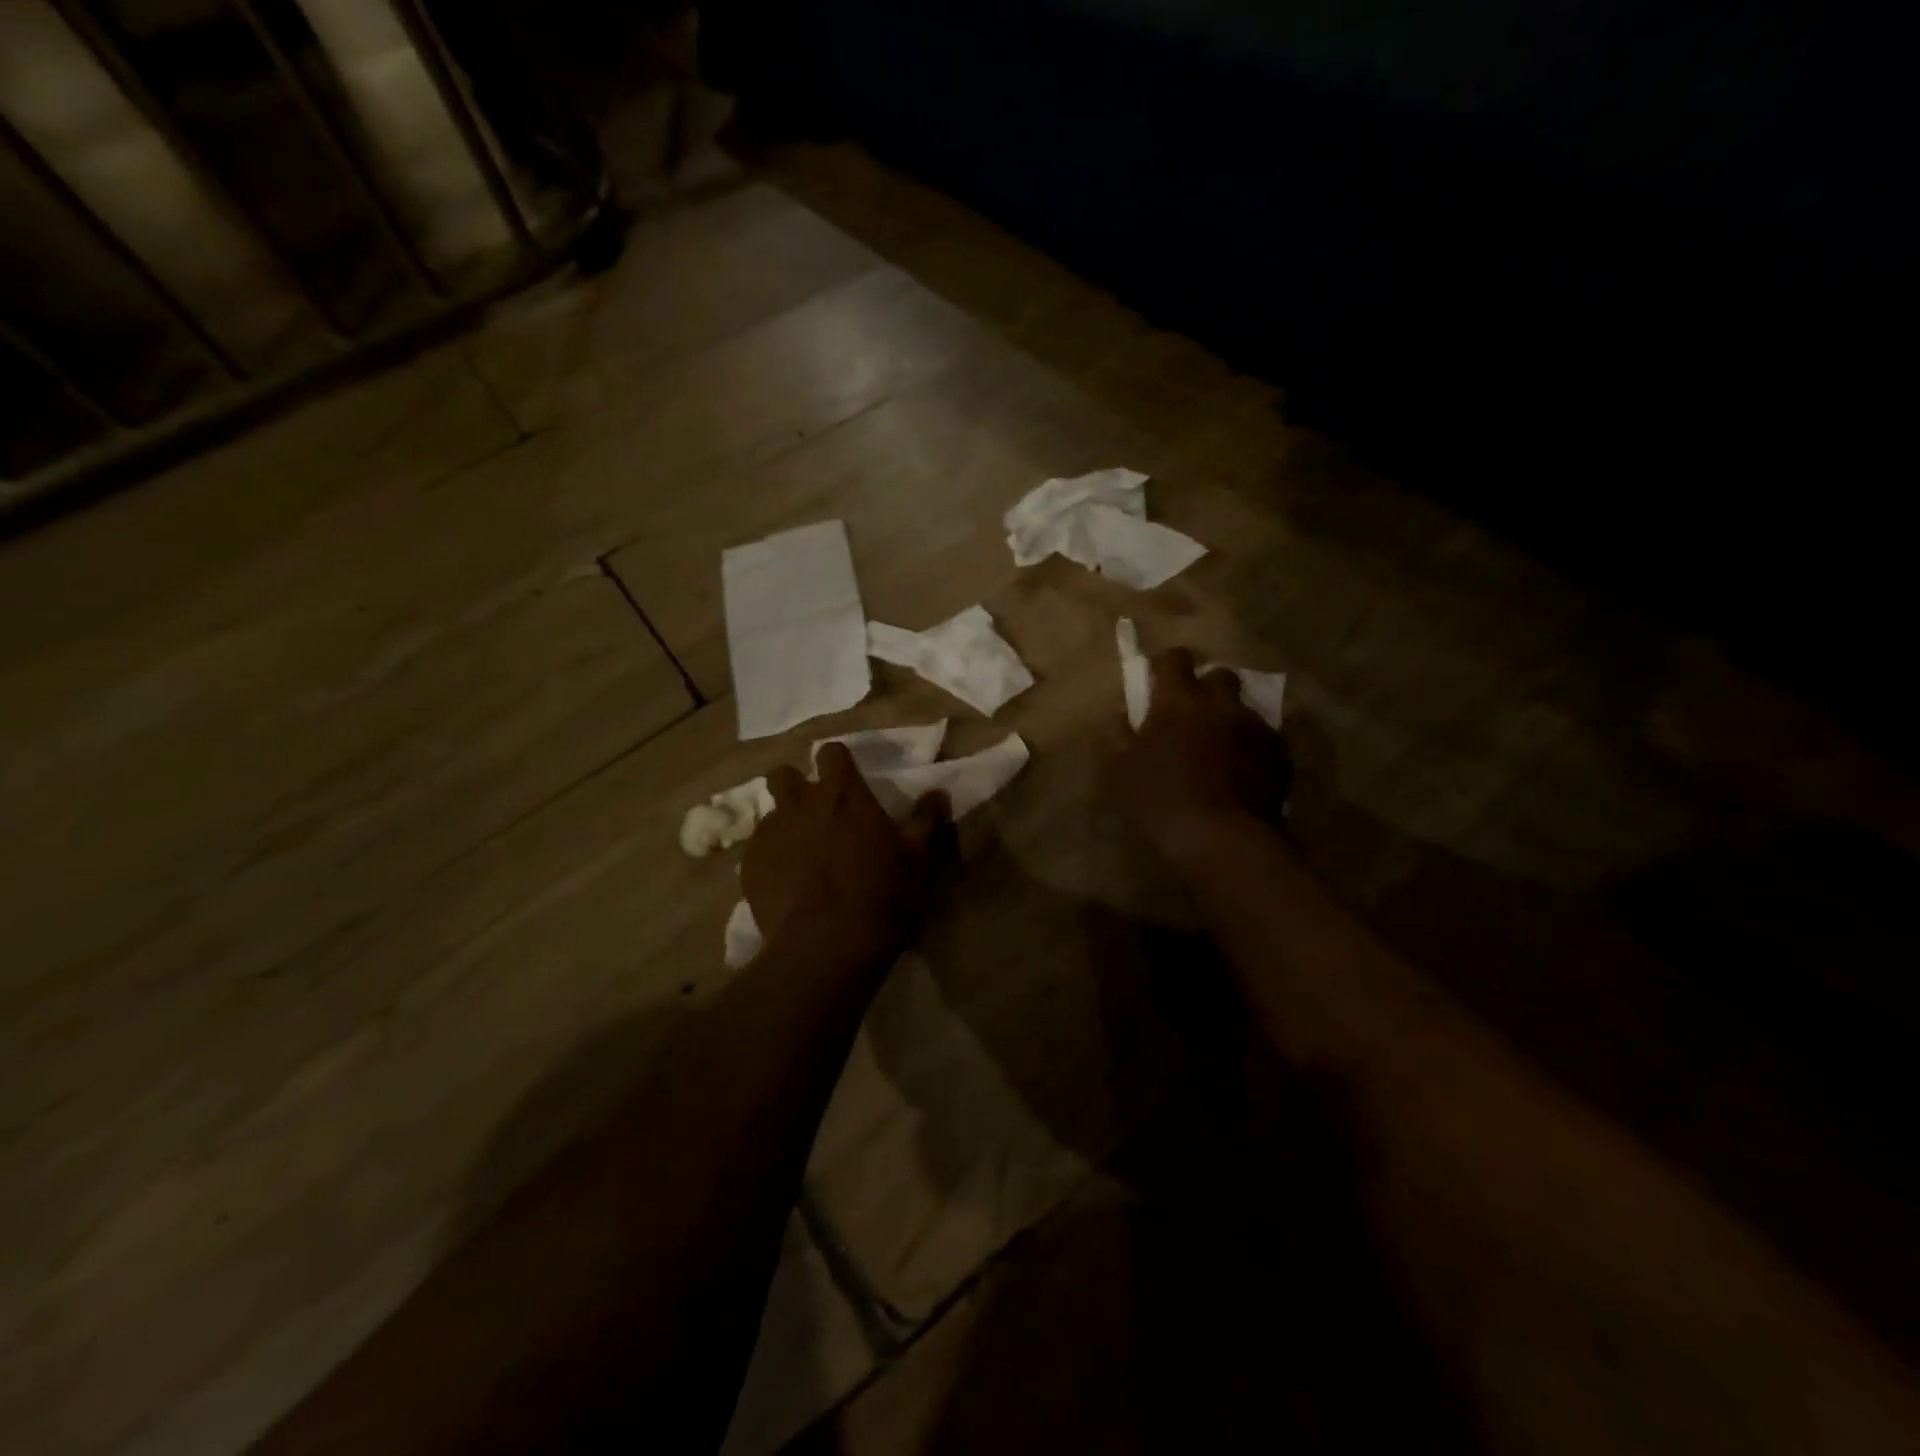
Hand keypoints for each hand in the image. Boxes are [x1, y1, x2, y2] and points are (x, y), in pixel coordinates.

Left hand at [744, 742, 951, 957]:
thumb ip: (925, 820)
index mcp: (843, 794)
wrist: (828, 944)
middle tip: (814, 812)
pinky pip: (757, 851)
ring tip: (801, 855)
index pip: (831, 752)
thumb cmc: (882, 894)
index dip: (837, 762)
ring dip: (785, 826)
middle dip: (794, 785)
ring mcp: (770, 833)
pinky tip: (787, 885)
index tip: (846, 778)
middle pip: (783, 775)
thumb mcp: (917, 858)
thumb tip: (937, 794)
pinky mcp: (749, 865)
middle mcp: (801, 804)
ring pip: (770, 815)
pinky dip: (771, 860)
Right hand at [1116, 647, 1292, 866]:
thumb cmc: (1161, 799)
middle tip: (1193, 713)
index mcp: (1178, 701)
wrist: (1222, 839)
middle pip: (1220, 675)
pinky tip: (1240, 773)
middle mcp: (1221, 704)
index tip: (1158, 679)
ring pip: (1243, 709)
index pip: (1175, 660)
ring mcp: (1255, 728)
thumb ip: (1116, 735)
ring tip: (1219, 748)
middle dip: (1207, 687)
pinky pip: (1263, 739)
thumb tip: (1119, 714)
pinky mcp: (1279, 755)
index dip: (1166, 665)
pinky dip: (1250, 747)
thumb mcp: (1119, 770)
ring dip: (1229, 719)